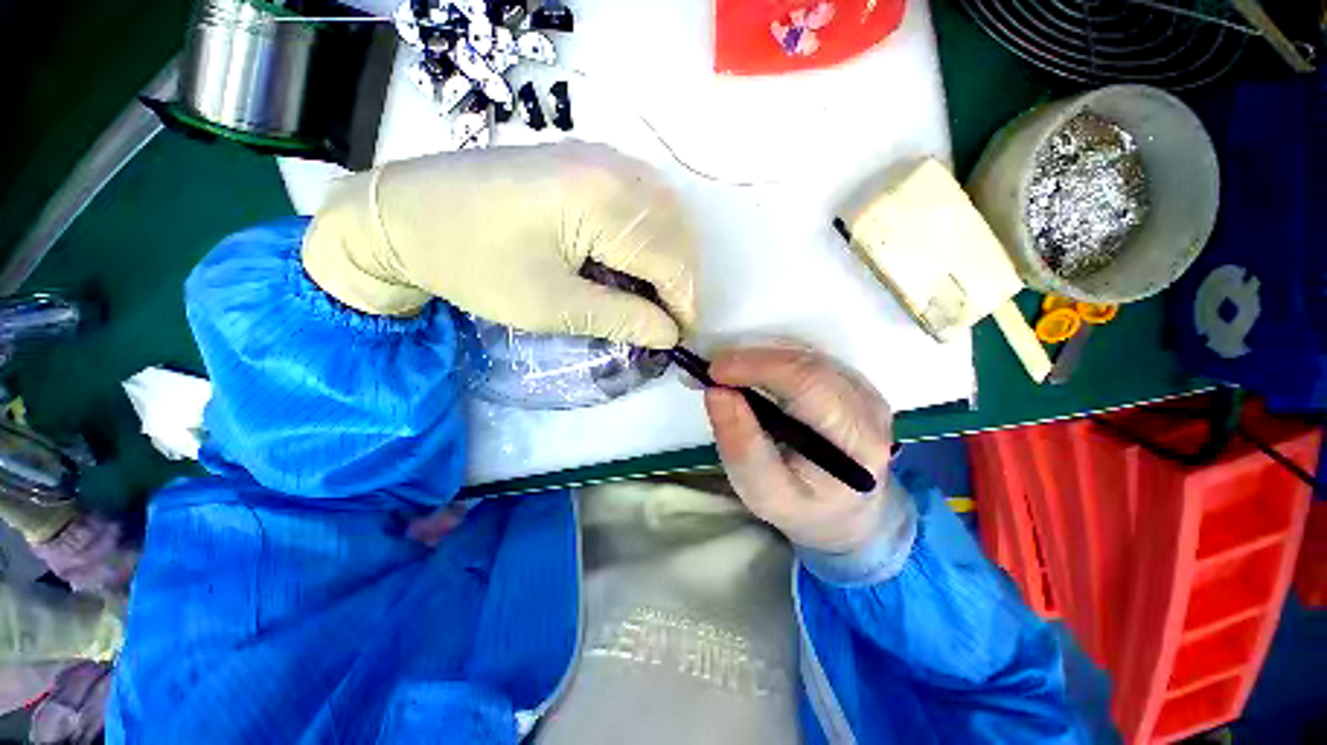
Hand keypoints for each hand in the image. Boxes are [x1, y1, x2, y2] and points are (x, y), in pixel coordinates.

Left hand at [303, 142, 697, 348]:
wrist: (404, 214)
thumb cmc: (474, 265)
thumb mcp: (552, 306)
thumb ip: (621, 318)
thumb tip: (669, 334)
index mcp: (603, 201)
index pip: (671, 260)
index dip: (684, 304)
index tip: (679, 338)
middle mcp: (613, 167)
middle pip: (676, 233)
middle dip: (681, 283)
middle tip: (666, 321)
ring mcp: (599, 157)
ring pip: (665, 215)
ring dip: (670, 259)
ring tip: (654, 296)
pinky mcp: (585, 161)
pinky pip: (642, 200)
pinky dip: (651, 236)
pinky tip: (636, 260)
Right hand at [704, 345, 895, 553]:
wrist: (842, 512)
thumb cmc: (800, 506)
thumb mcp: (761, 492)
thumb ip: (739, 444)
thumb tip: (717, 391)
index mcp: (854, 442)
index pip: (808, 384)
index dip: (757, 367)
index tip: (714, 370)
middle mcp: (869, 409)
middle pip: (807, 364)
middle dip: (753, 359)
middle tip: (712, 371)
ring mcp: (866, 392)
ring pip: (806, 355)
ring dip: (760, 357)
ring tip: (726, 373)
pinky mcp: (855, 384)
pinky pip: (809, 358)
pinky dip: (773, 359)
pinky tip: (752, 374)